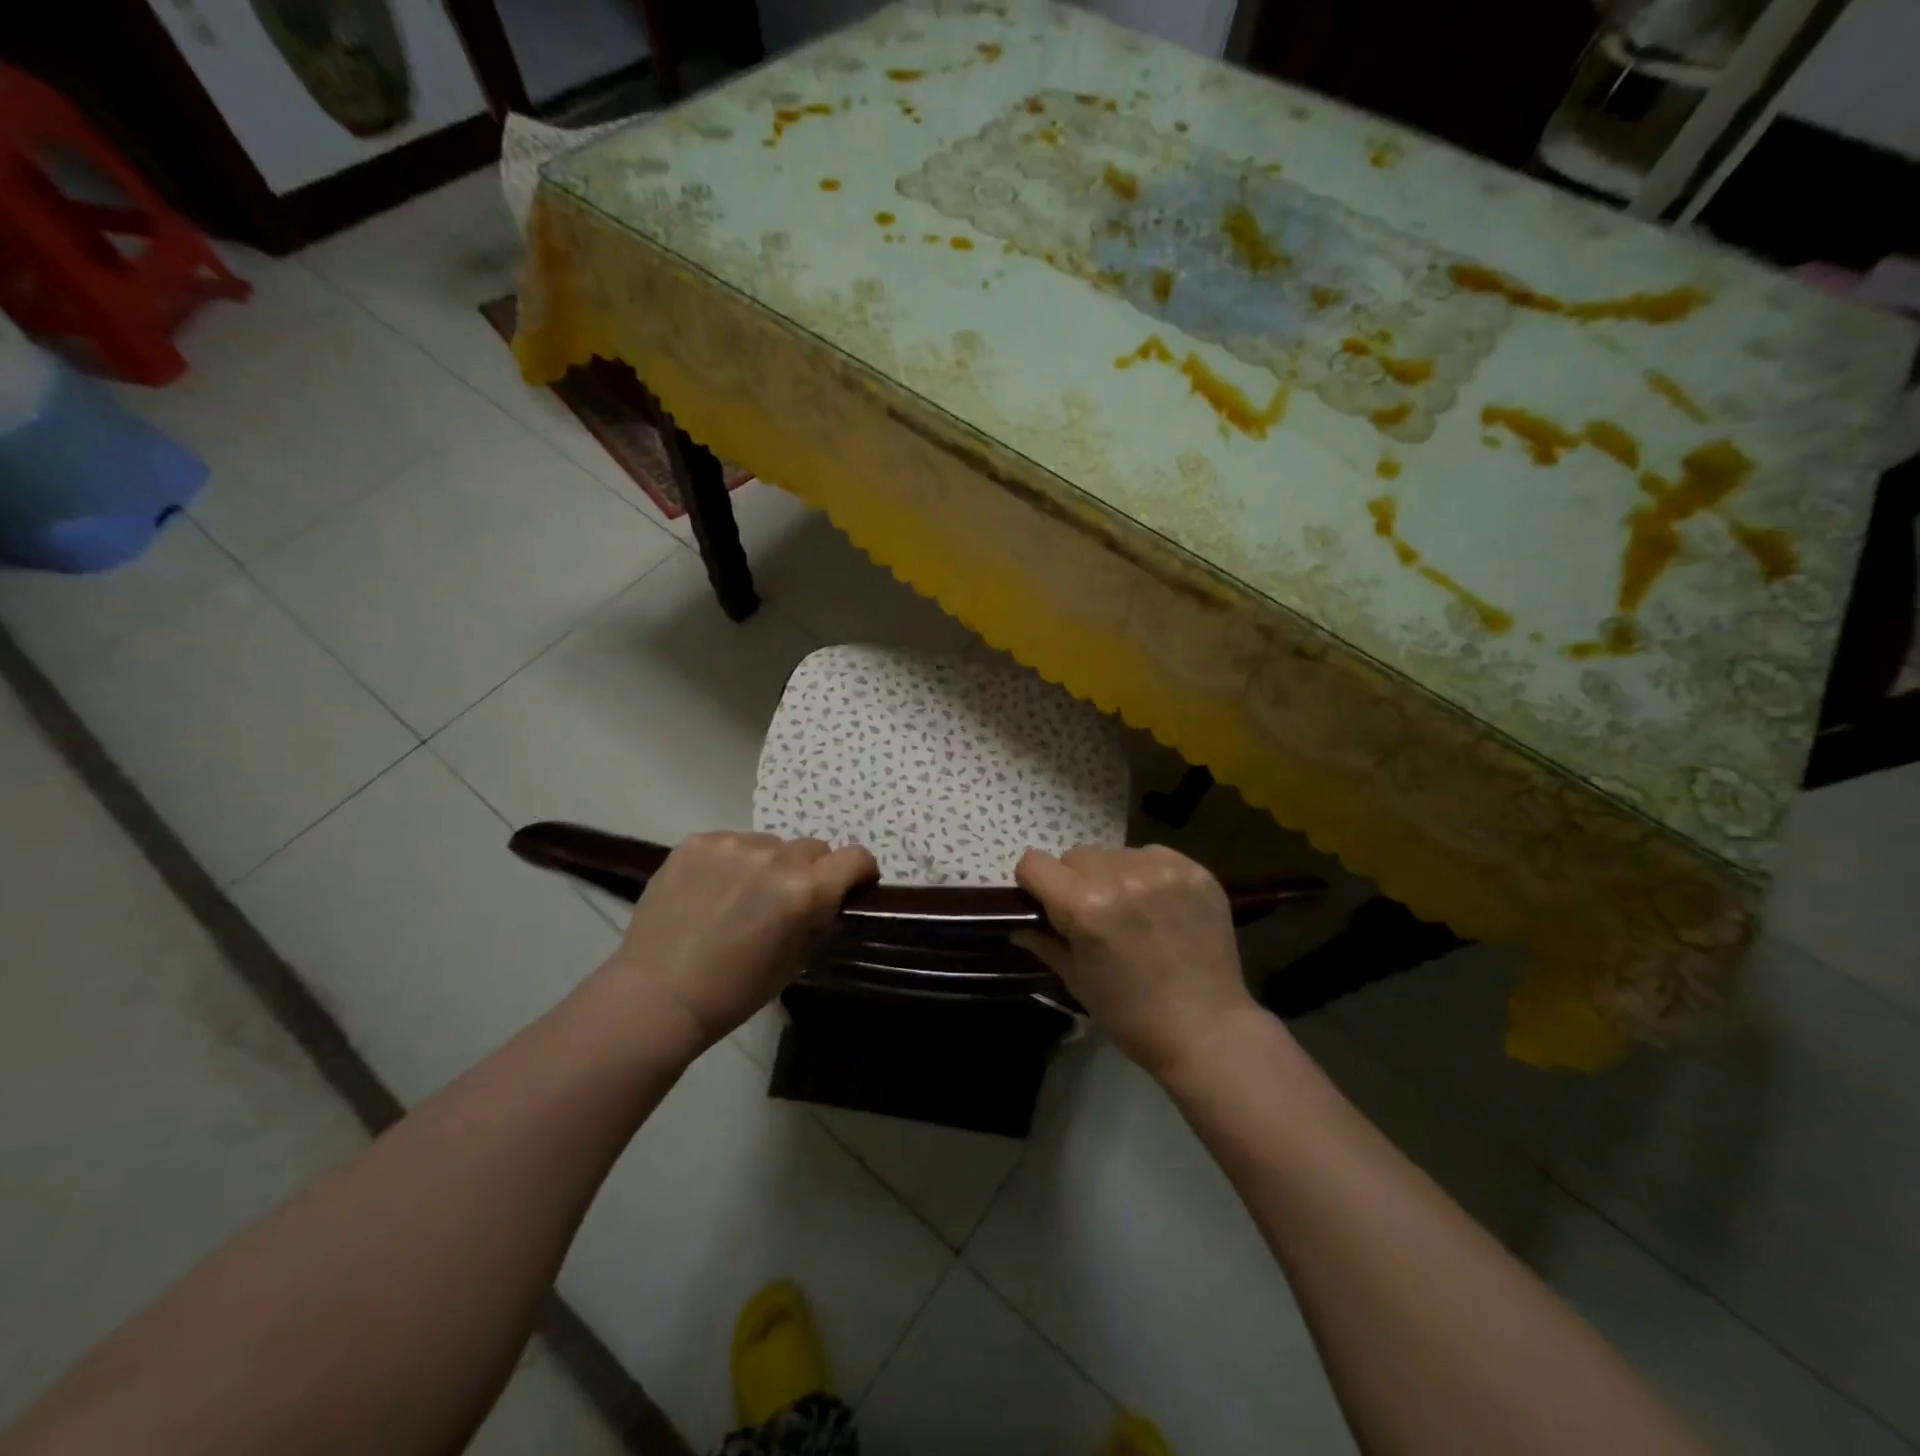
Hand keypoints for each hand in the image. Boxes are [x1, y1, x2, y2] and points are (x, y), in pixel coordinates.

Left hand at [604, 833, 877, 1050]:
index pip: (856, 857)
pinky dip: (730, 862)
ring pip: (769, 844)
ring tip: (739, 897)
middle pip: (812, 848)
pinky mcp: (697, 842)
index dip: (858, 872)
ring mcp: (733, 844)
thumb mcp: (796, 960)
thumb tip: (829, 901)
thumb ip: (819, 920)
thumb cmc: (736, 990)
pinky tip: (710, 891)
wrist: (658, 994)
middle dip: (808, 871)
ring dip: (767, 865)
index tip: (849, 886)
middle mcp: (776, 857)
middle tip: (784, 901)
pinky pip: (731, 843)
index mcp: (806, 890)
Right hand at [1014, 845, 1257, 1078]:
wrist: (1207, 1029)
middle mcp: (1120, 875)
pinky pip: (1153, 855)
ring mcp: (1161, 870)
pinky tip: (1162, 907)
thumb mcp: (1076, 979)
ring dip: (1114, 876)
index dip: (1034, 884)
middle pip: (1076, 856)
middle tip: (1096, 915)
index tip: (1048, 905)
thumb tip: (1019, 922)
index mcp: (1084, 904)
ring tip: (1134, 912)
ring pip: (1115, 854)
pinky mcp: (1194, 870)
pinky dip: (1149, 874)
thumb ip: (1043, 940)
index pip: (1033, 863)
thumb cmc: (1131, 1014)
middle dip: (1077, 882)